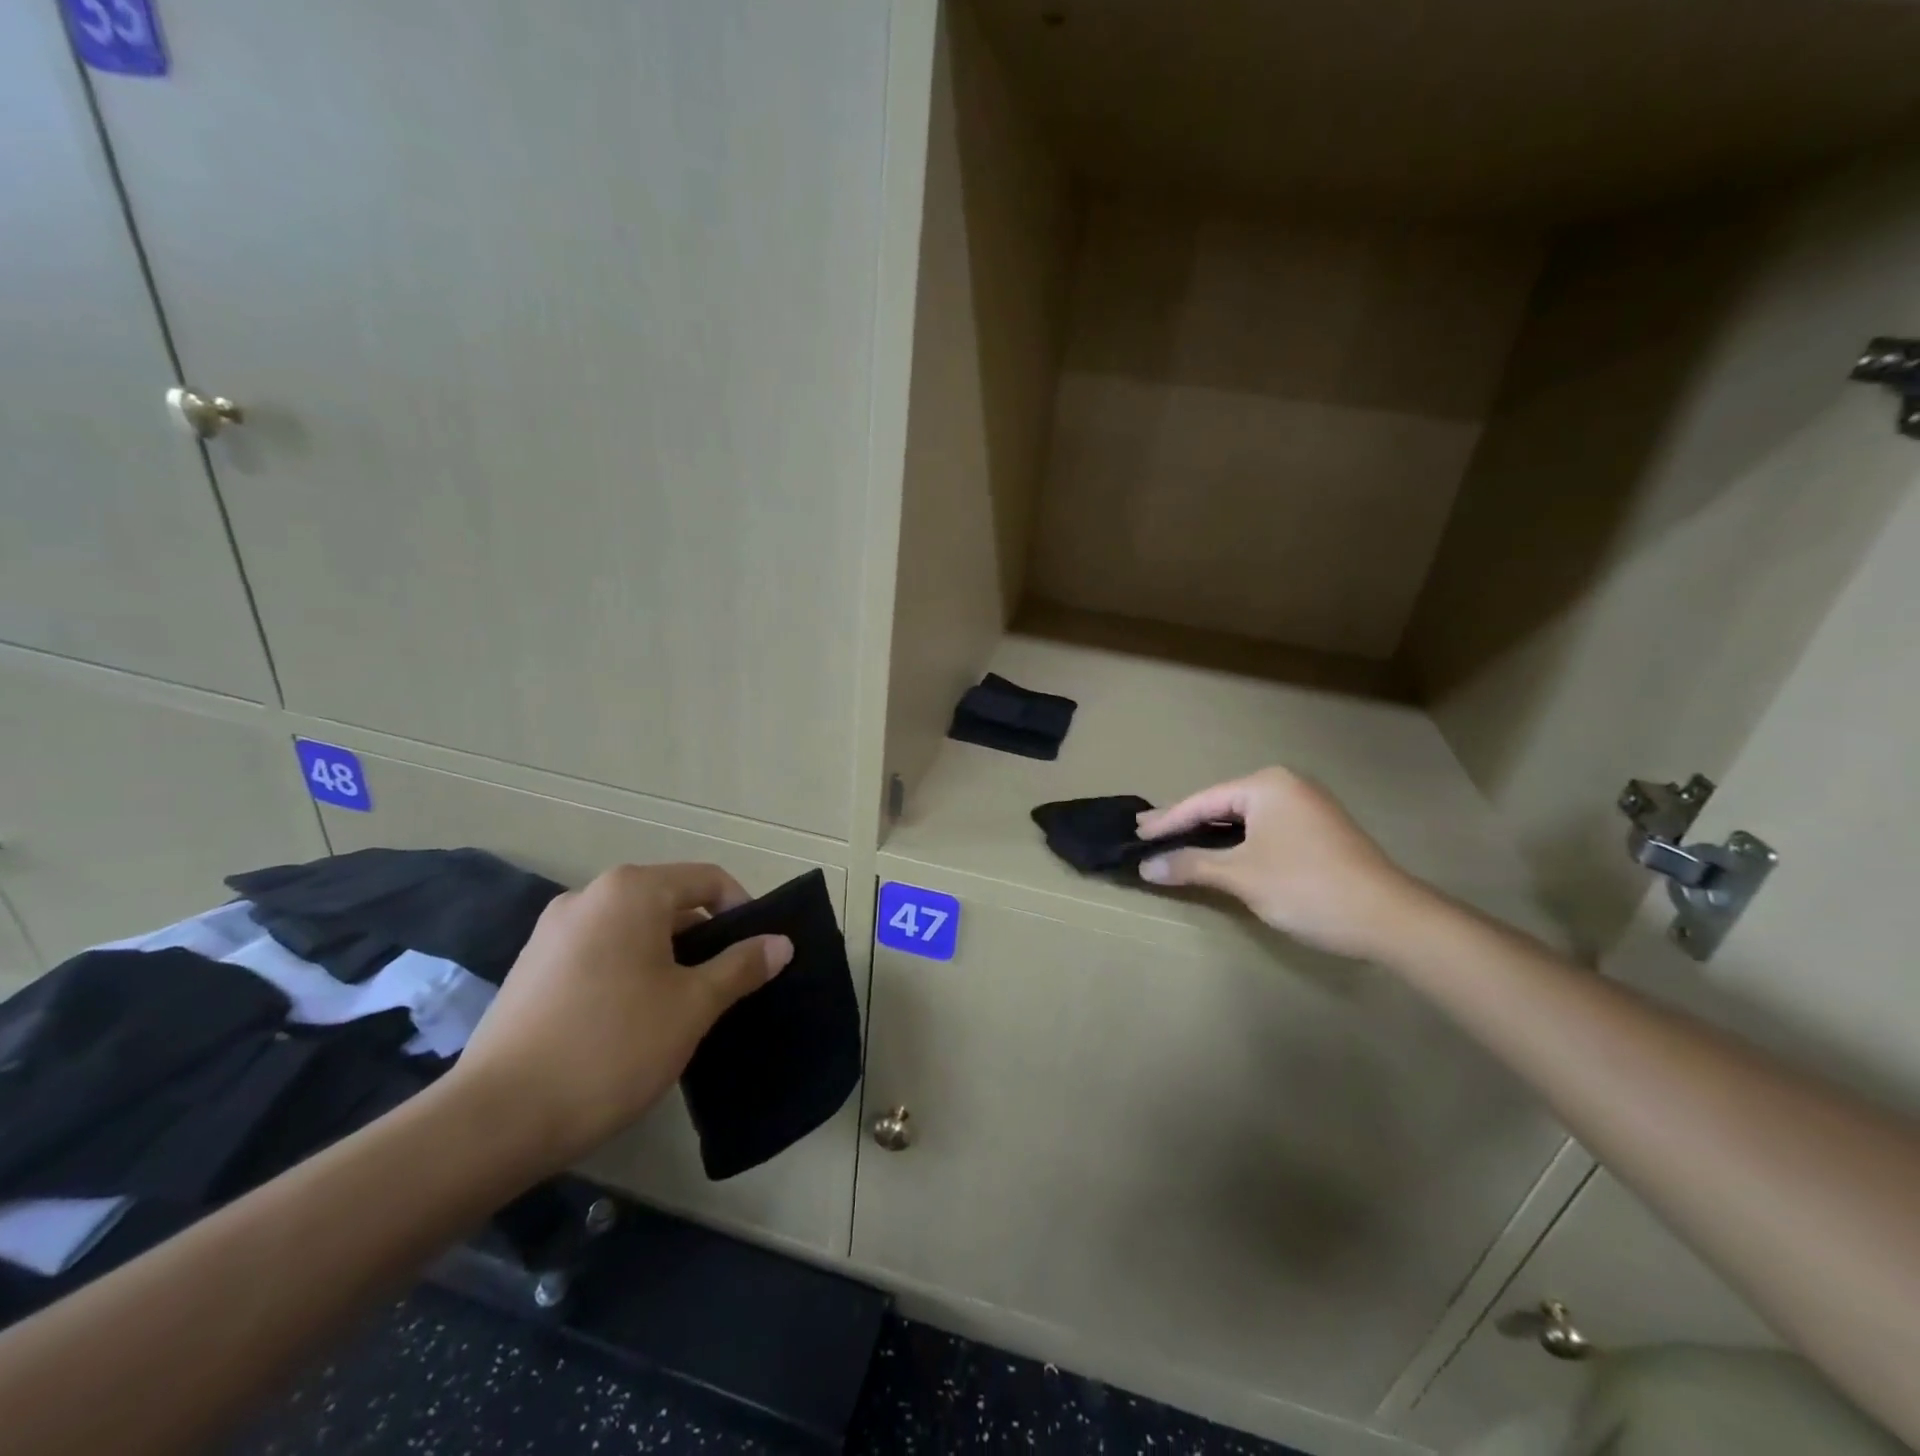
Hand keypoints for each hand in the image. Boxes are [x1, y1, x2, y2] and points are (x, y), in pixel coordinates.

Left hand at [446, 863, 791, 1170]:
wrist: (496, 1119)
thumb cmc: (612, 1047)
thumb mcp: (692, 1006)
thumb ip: (741, 966)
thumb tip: (780, 943)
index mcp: (631, 891)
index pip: (708, 880)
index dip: (742, 911)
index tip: (756, 955)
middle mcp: (589, 896)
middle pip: (669, 901)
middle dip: (704, 938)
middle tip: (723, 986)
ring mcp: (552, 931)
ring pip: (633, 928)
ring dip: (666, 956)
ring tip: (680, 1007)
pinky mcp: (530, 967)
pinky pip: (598, 951)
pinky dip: (628, 970)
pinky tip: (630, 1020)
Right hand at [1136, 767, 1428, 957]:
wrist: (1390, 918)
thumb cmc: (1307, 887)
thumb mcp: (1241, 876)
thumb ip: (1192, 865)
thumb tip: (1147, 866)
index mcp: (1267, 785)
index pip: (1203, 801)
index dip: (1167, 820)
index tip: (1136, 832)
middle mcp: (1287, 785)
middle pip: (1223, 804)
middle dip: (1187, 823)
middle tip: (1150, 833)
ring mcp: (1308, 806)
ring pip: (1245, 818)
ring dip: (1212, 834)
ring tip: (1177, 843)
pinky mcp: (1320, 830)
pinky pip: (1265, 829)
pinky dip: (1239, 841)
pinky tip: (1221, 853)